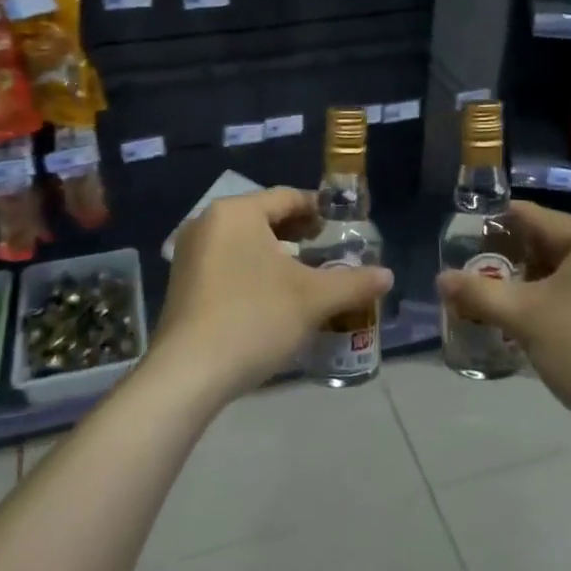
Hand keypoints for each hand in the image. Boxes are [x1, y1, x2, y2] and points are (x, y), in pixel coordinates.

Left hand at [155, 186, 391, 402]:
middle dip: (298, 233)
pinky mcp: (182, 282)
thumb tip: (388, 276)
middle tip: (328, 252)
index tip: (342, 228)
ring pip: (244, 241)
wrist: (189, 373)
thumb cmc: (254, 319)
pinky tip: (271, 296)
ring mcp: (190, 253)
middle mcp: (207, 222)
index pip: (287, 197)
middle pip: (264, 217)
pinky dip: (252, 269)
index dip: (319, 210)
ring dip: (276, 254)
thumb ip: (354, 282)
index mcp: (236, 212)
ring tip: (304, 275)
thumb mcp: (312, 299)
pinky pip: (226, 262)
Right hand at [436, 201, 570, 441]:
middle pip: (556, 242)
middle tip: (480, 277)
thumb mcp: (524, 317)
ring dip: (538, 281)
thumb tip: (441, 278)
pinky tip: (542, 319)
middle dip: (516, 260)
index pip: (535, 217)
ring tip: (503, 299)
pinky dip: (565, 296)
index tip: (465, 241)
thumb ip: (478, 292)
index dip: (495, 226)